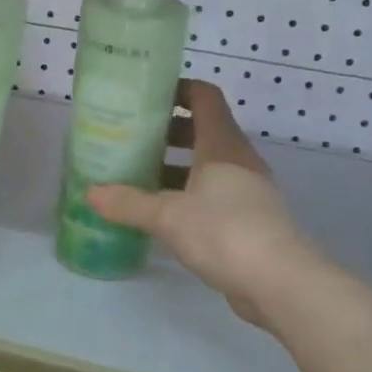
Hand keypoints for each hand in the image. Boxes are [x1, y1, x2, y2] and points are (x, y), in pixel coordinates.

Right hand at [87, 80, 313, 327]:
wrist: (280, 282)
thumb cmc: (224, 232)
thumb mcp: (168, 216)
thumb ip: (128, 203)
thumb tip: (91, 194)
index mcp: (222, 145)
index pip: (204, 97)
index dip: (178, 89)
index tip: (146, 96)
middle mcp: (237, 160)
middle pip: (202, 131)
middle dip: (167, 132)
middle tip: (130, 139)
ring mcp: (246, 191)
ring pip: (206, 166)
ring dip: (175, 167)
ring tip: (137, 177)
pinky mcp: (248, 220)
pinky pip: (212, 195)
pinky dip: (186, 196)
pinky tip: (160, 215)